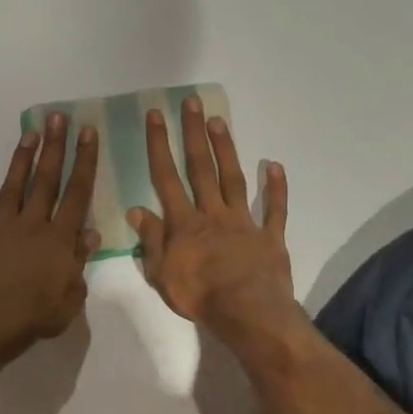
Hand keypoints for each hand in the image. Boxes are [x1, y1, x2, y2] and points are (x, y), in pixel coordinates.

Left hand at [0, 113, 100, 354]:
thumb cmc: (37, 314)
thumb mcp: (72, 295)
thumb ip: (79, 262)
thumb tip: (90, 234)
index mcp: (60, 238)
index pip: (77, 193)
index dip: (84, 162)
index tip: (87, 133)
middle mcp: (32, 224)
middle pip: (46, 180)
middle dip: (54, 147)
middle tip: (58, 117)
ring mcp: (1, 228)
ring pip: (13, 187)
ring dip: (21, 160)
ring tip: (28, 134)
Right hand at [129, 96, 294, 341]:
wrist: (246, 311)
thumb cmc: (199, 295)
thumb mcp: (161, 273)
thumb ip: (151, 240)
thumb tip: (136, 209)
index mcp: (184, 223)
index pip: (166, 177)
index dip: (159, 145)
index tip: (156, 115)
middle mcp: (212, 213)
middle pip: (200, 168)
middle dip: (193, 134)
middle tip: (191, 102)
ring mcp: (243, 222)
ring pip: (232, 179)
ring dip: (226, 149)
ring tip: (219, 120)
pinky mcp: (270, 236)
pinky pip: (274, 209)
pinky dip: (276, 188)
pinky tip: (274, 166)